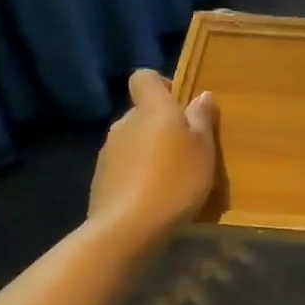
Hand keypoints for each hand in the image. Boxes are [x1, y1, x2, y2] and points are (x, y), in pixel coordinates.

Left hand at [88, 70, 218, 245]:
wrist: (127, 228)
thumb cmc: (175, 180)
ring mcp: (108, 151)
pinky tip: (152, 196)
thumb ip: (202, 119)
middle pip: (142, 112)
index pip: (144, 77)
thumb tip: (202, 95)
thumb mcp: (204, 149)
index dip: (161, 84)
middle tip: (185, 149)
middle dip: (161, 124)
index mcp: (151, 109)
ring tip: (170, 177)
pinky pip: (124, 165)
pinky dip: (137, 173)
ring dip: (149, 150)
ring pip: (132, 140)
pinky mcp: (100, 178)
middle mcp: (124, 123)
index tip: (180, 105)